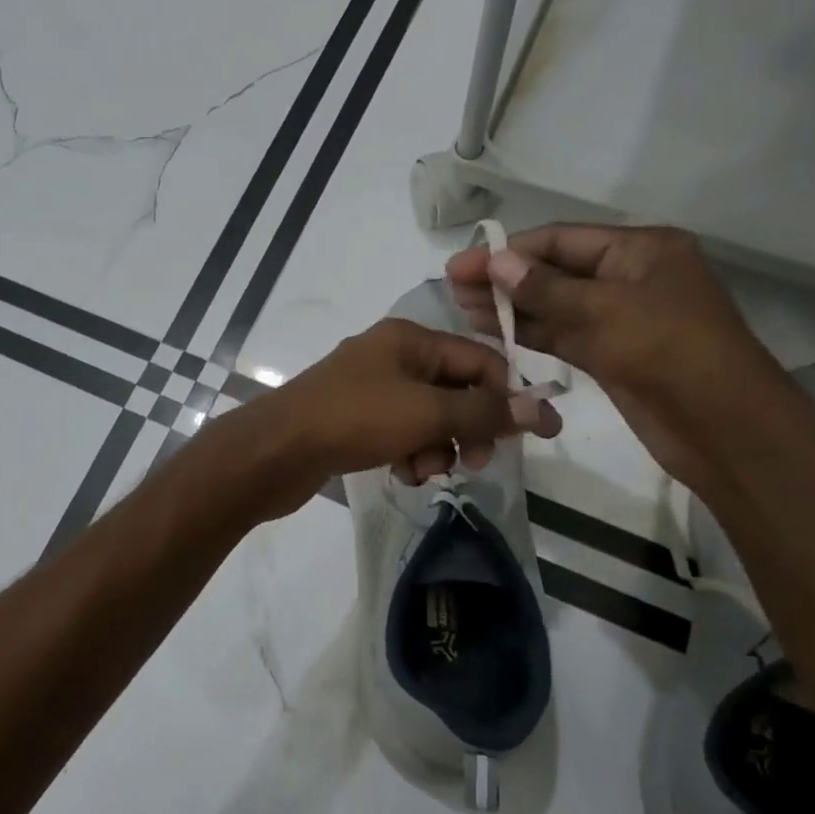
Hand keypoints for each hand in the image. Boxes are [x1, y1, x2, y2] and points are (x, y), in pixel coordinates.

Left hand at [219, 318, 559, 519]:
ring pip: (428, 417)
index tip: (536, 434)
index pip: (479, 359)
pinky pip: (400, 434)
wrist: (275, 451)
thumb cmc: (354, 420)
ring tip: (424, 470)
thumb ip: (484, 412)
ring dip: (437, 447)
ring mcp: (370, 389)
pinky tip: (402, 474)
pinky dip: (409, 454)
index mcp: (410, 339)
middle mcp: (391, 356)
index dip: (510, 395)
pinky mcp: (354, 420)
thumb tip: (539, 408)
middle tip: (475, 462)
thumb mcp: (427, 414)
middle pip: (455, 390)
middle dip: (469, 427)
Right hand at [444, 224, 786, 494]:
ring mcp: (618, 318)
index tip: (461, 264)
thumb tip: (496, 263)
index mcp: (641, 250)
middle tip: (452, 287)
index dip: (508, 251)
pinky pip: (561, 334)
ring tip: (460, 308)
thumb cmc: (670, 351)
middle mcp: (628, 277)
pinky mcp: (610, 354)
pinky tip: (491, 330)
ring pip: (554, 305)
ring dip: (510, 306)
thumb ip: (545, 289)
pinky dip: (528, 332)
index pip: (561, 240)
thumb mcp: (605, 311)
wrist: (723, 427)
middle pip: (554, 270)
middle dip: (505, 278)